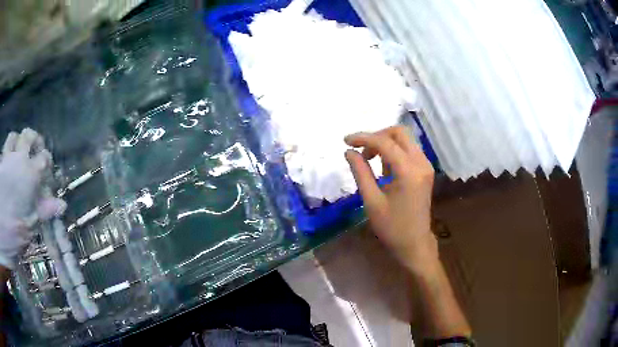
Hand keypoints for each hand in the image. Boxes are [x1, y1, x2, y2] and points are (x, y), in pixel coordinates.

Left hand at [0, 129, 65, 269]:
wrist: (1, 225)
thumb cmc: (15, 228)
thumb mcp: (31, 223)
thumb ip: (44, 210)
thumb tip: (61, 204)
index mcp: (30, 173)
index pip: (44, 158)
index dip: (47, 161)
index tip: (48, 170)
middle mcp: (19, 158)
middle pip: (28, 136)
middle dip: (33, 139)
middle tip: (35, 147)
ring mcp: (7, 158)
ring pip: (13, 137)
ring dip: (17, 141)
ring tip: (18, 150)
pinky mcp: (0, 164)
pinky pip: (4, 151)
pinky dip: (6, 153)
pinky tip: (6, 162)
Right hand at [345, 126, 437, 273]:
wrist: (414, 243)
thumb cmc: (391, 227)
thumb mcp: (371, 200)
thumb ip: (360, 172)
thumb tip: (349, 152)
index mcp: (408, 171)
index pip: (385, 142)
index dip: (363, 138)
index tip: (346, 141)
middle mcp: (421, 163)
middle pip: (399, 132)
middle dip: (377, 136)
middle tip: (362, 151)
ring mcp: (426, 166)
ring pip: (405, 139)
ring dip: (386, 143)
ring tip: (370, 161)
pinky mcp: (425, 170)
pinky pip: (409, 150)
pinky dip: (394, 151)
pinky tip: (384, 168)